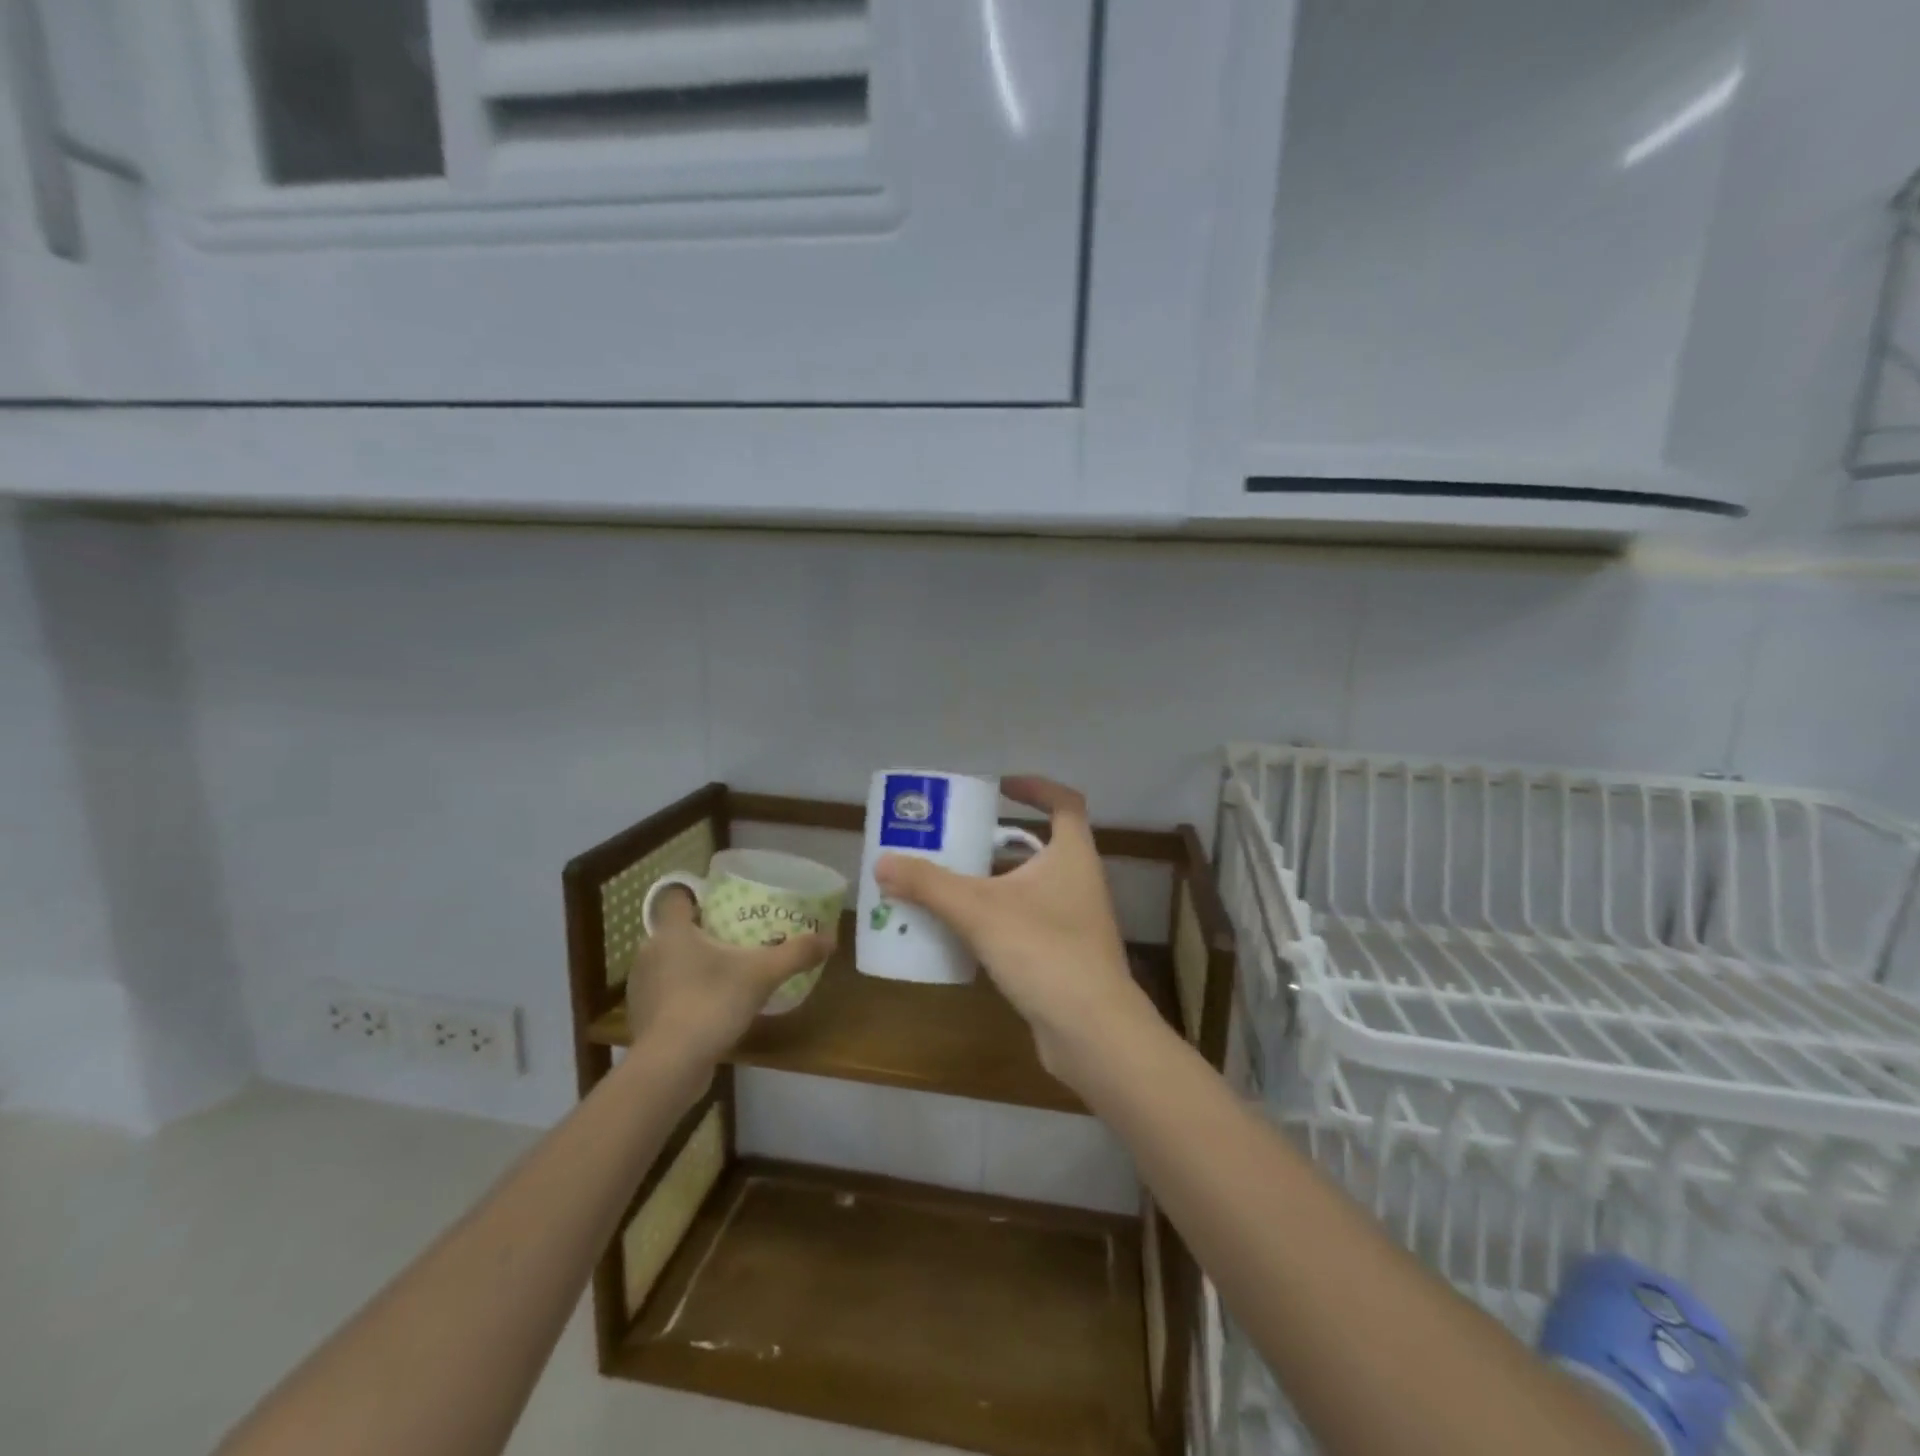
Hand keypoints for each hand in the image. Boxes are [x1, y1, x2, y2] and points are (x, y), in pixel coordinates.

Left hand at [625, 889, 833, 1066]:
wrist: (669, 1067)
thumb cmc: (710, 1003)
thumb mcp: (763, 974)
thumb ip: (796, 953)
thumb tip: (831, 939)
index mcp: (672, 931)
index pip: (675, 899)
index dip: (696, 897)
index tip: (722, 905)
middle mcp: (650, 952)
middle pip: (675, 931)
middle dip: (702, 934)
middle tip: (735, 940)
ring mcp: (641, 988)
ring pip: (669, 963)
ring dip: (692, 966)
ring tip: (726, 974)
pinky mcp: (642, 1018)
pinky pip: (666, 994)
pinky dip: (684, 995)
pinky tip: (710, 1008)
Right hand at [874, 776, 1149, 1082]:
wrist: (1091, 1032)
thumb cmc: (1044, 951)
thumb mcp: (979, 910)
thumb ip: (929, 884)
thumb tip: (882, 862)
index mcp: (1072, 854)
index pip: (1064, 802)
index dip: (1035, 787)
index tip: (999, 787)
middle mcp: (1079, 881)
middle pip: (1040, 845)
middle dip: (998, 840)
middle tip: (956, 840)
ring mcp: (1076, 921)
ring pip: (1031, 887)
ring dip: (995, 881)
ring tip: (949, 882)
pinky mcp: (1065, 955)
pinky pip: (1027, 921)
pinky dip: (999, 917)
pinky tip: (964, 932)